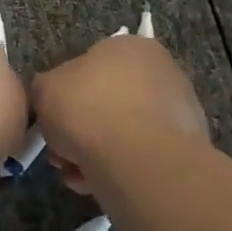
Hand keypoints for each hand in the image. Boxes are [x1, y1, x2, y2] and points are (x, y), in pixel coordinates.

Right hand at [29, 35, 208, 193]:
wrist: (136, 157)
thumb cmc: (87, 108)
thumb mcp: (44, 89)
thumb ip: (45, 88)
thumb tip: (52, 97)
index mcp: (130, 46)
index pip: (91, 66)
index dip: (66, 95)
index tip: (54, 121)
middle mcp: (161, 70)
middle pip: (108, 101)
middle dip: (81, 129)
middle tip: (61, 152)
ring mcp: (179, 109)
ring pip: (124, 132)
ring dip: (97, 153)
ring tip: (76, 175)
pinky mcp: (187, 146)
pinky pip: (142, 155)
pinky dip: (119, 168)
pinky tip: (98, 184)